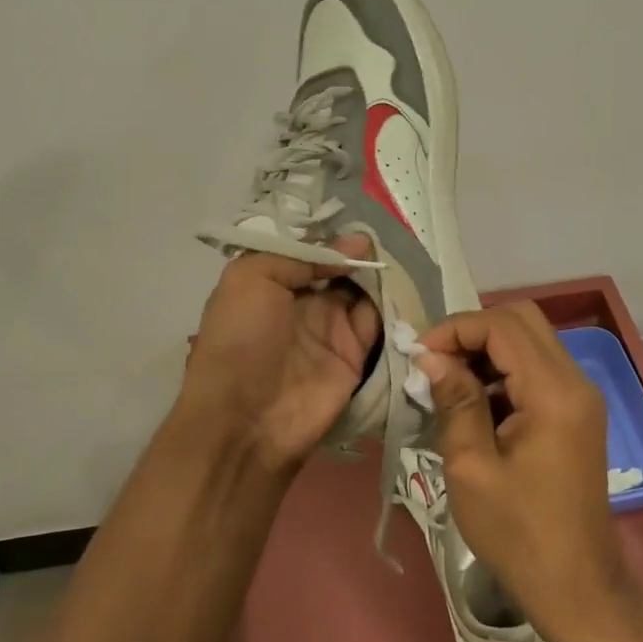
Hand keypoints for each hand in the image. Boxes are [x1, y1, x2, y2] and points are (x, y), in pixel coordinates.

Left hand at [178, 235, 380, 471]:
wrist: (245, 420)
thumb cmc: (240, 340)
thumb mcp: (251, 278)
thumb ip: (300, 255)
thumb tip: (354, 243)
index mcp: (273, 281)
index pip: (310, 250)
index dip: (333, 236)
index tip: (361, 221)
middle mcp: (303, 301)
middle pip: (341, 268)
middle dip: (361, 253)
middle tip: (389, 235)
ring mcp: (330, 328)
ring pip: (364, 292)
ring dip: (380, 275)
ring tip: (400, 255)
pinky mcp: (355, 356)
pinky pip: (378, 323)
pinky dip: (391, 305)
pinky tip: (402, 285)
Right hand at [415, 303, 630, 641]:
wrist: (577, 588)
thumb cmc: (518, 534)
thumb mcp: (471, 467)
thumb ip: (454, 402)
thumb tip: (431, 357)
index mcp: (554, 393)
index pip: (503, 326)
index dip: (456, 329)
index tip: (420, 356)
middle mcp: (575, 382)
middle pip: (522, 320)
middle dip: (472, 331)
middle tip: (435, 362)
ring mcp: (580, 396)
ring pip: (529, 341)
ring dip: (486, 350)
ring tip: (447, 382)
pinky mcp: (576, 412)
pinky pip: (536, 368)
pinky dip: (502, 370)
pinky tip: (474, 402)